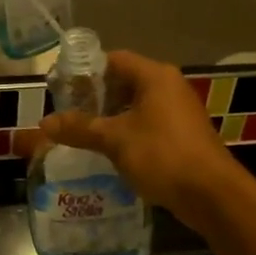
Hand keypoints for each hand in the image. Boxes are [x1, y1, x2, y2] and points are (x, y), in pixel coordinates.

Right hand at [30, 50, 242, 229]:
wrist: (212, 195)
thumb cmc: (162, 156)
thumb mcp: (114, 140)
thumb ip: (79, 128)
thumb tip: (43, 123)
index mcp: (155, 76)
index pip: (113, 59)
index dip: (86, 71)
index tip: (62, 89)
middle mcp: (169, 86)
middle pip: (124, 81)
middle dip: (95, 96)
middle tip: (68, 113)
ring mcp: (179, 111)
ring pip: (136, 104)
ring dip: (111, 116)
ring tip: (83, 132)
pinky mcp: (183, 134)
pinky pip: (148, 123)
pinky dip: (127, 131)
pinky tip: (109, 150)